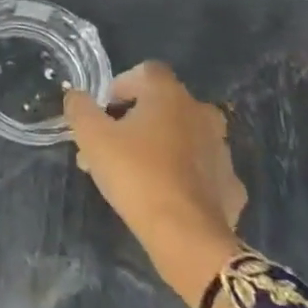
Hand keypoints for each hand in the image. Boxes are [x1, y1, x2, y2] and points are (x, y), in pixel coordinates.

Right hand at [64, 62, 245, 307]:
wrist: (186, 235)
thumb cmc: (135, 174)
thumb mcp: (91, 137)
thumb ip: (80, 108)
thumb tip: (76, 95)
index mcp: (170, 96)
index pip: (146, 71)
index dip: (120, 85)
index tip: (103, 111)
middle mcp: (202, 114)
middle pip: (163, 106)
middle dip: (133, 120)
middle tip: (108, 147)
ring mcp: (222, 150)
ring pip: (181, 138)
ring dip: (156, 146)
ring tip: (129, 175)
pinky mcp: (231, 185)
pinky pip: (199, 170)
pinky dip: (180, 175)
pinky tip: (160, 195)